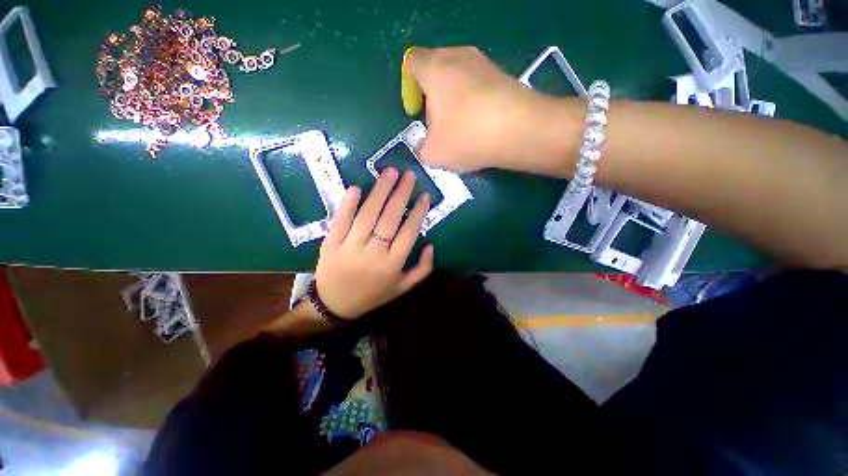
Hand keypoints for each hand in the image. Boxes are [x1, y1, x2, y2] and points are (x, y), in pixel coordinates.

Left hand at [313, 168, 433, 318]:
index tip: (424, 194)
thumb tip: (430, 245)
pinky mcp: (331, 244)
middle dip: (401, 194)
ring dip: (379, 191)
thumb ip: (422, 269)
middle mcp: (374, 254)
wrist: (334, 305)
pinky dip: (348, 204)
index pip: (409, 232)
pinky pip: (340, 221)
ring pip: (367, 215)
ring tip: (389, 172)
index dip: (418, 212)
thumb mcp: (402, 288)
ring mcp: (350, 247)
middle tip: (409, 174)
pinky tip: (356, 187)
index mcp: (392, 265)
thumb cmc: (372, 295)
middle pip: (390, 219)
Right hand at [406, 46, 580, 173]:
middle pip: (435, 71)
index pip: (412, 63)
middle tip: (437, 125)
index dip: (408, 87)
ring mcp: (484, 63)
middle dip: (431, 98)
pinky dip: (472, 104)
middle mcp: (458, 56)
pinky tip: (478, 126)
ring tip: (459, 129)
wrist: (521, 130)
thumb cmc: (467, 137)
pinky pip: (477, 87)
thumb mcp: (433, 153)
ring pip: (457, 79)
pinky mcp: (502, 75)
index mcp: (434, 69)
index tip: (415, 111)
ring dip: (452, 102)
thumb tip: (424, 145)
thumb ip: (420, 148)